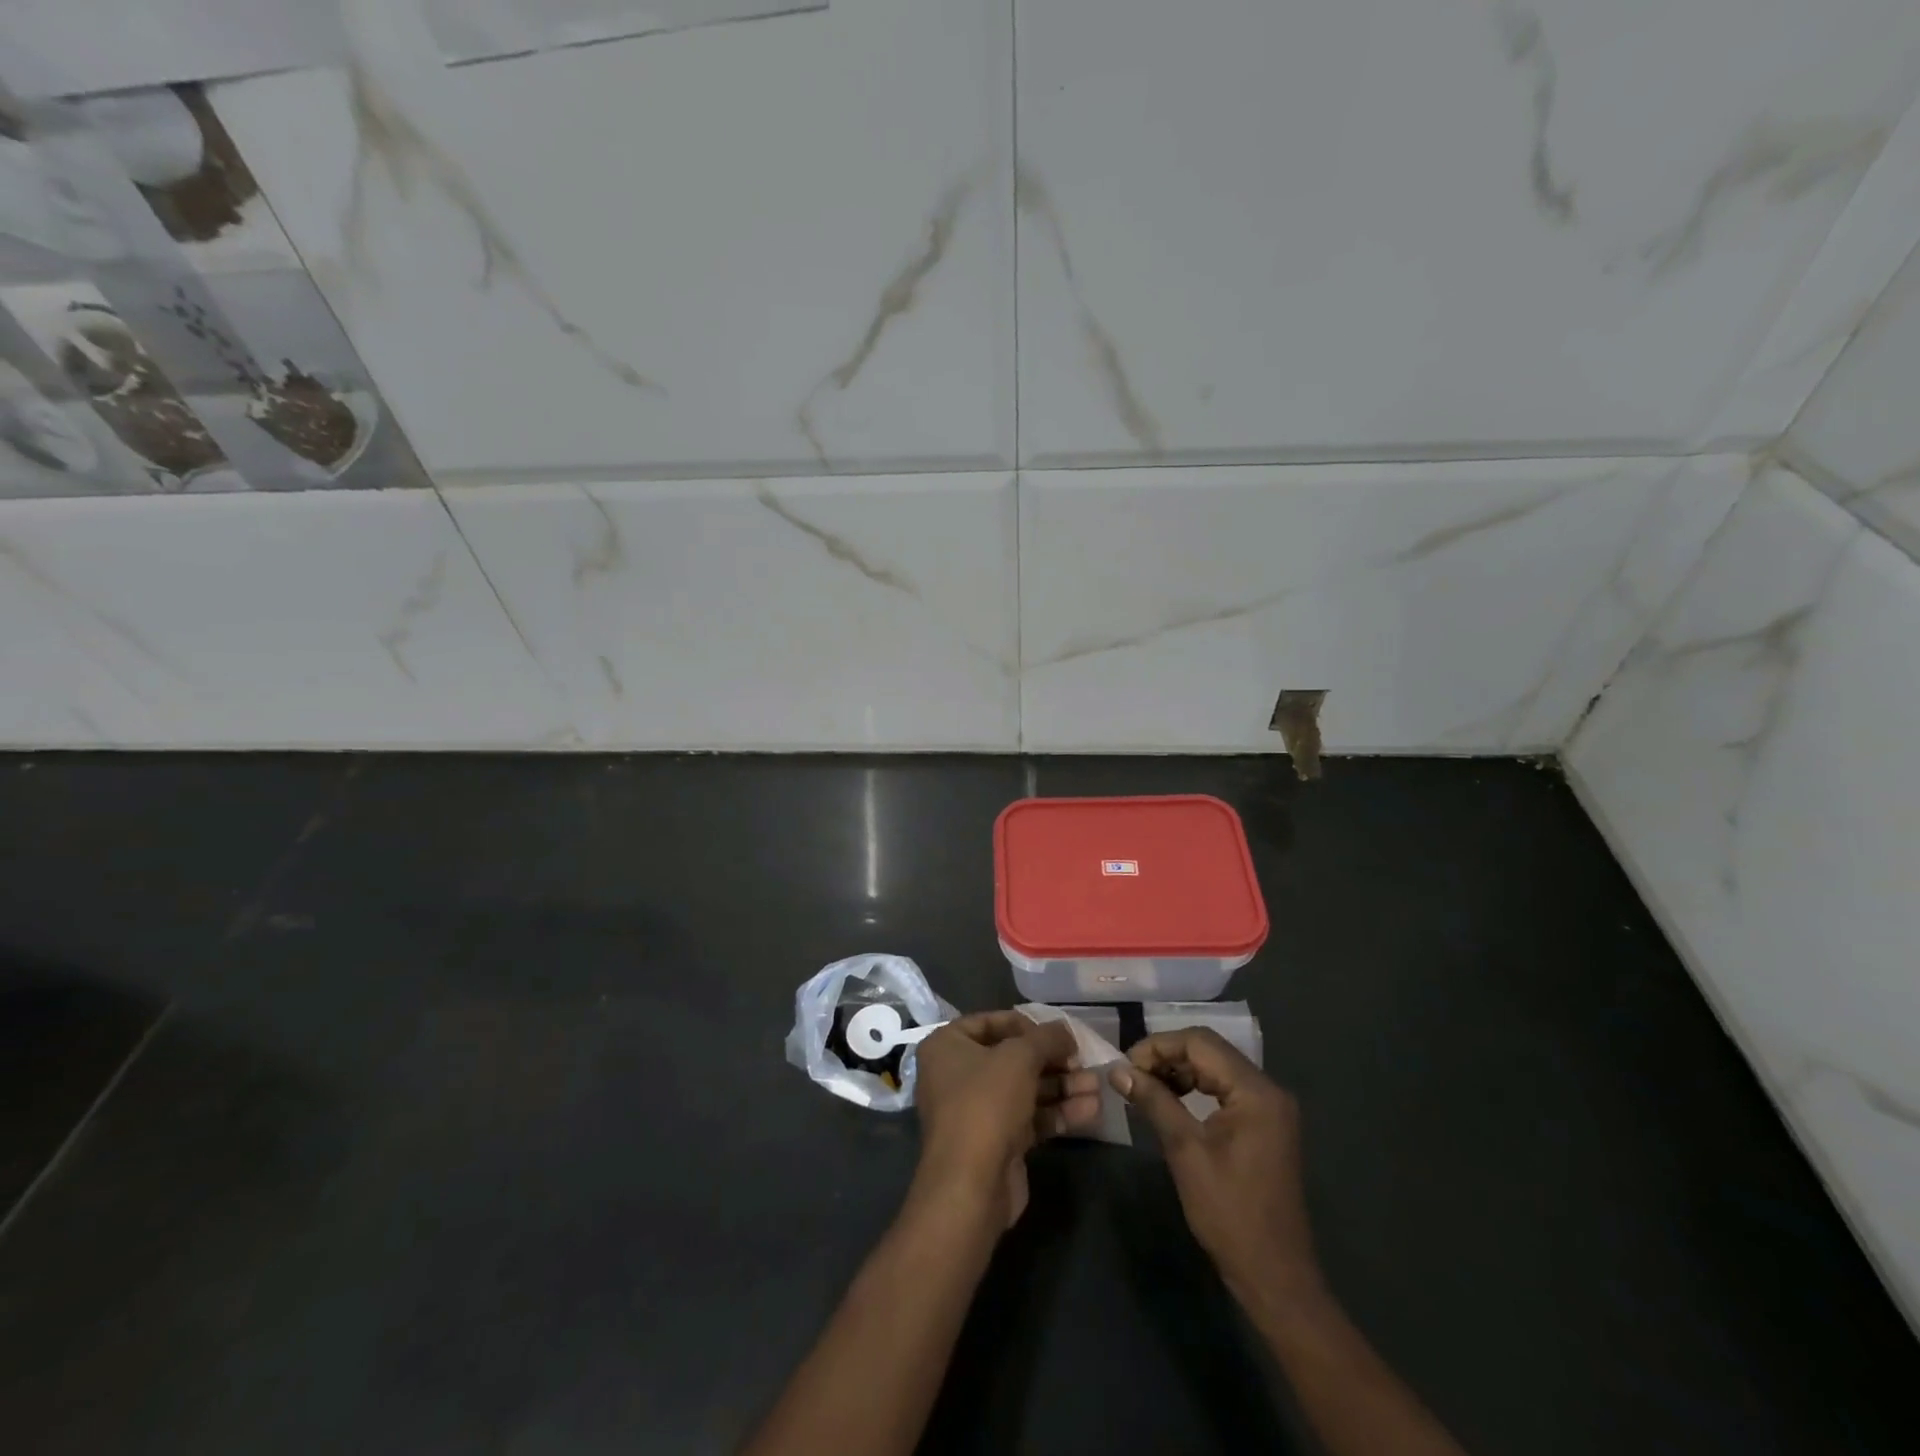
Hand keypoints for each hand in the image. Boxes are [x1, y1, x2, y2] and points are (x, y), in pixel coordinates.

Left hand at [913, 1012, 1100, 1228]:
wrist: (971, 1185)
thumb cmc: (986, 1102)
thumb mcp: (1019, 1057)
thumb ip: (1046, 1038)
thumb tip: (1065, 1031)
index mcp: (947, 1046)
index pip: (990, 1022)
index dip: (1026, 1025)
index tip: (1057, 1034)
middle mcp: (957, 1074)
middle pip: (1012, 1058)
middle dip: (1052, 1060)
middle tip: (1083, 1061)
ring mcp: (977, 1110)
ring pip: (1025, 1089)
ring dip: (1062, 1086)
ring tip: (1097, 1085)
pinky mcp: (997, 1141)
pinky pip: (1030, 1117)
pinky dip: (1058, 1112)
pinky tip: (1092, 1110)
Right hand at [1110, 1028, 1323, 1314]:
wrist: (1274, 1276)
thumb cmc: (1229, 1213)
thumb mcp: (1185, 1151)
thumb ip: (1154, 1101)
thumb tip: (1118, 1070)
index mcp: (1256, 1091)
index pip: (1200, 1042)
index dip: (1158, 1046)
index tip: (1125, 1065)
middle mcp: (1268, 1089)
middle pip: (1209, 1050)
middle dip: (1167, 1056)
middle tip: (1131, 1075)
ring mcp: (1270, 1107)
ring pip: (1216, 1067)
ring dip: (1179, 1070)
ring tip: (1145, 1087)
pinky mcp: (1265, 1124)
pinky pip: (1225, 1088)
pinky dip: (1195, 1088)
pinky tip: (1171, 1101)